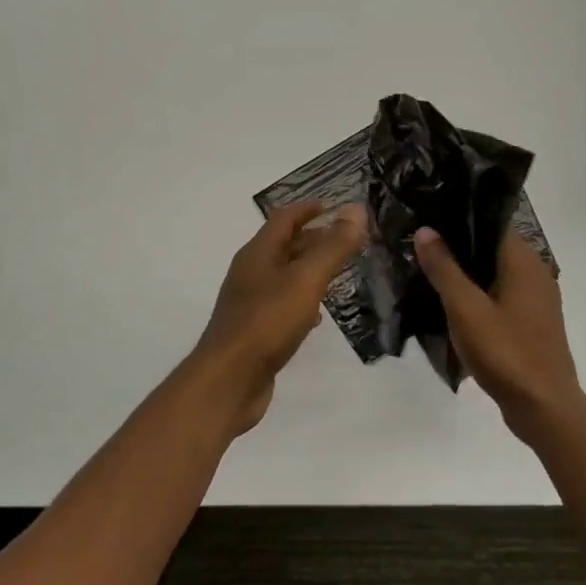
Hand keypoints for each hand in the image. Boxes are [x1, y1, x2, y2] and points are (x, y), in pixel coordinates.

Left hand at [190, 202, 368, 435]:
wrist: (229, 379)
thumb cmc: (267, 322)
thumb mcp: (306, 280)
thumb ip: (333, 247)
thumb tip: (356, 209)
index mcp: (258, 253)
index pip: (284, 218)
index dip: (309, 209)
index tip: (336, 206)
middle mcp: (250, 272)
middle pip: (284, 246)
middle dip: (315, 239)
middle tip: (348, 241)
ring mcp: (250, 302)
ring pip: (284, 276)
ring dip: (310, 270)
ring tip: (339, 273)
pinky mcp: (255, 329)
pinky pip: (282, 304)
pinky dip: (302, 301)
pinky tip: (318, 316)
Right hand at [413, 225, 583, 436]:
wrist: (543, 408)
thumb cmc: (505, 352)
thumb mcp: (466, 309)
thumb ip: (444, 268)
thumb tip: (426, 230)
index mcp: (524, 262)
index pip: (492, 222)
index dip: (461, 217)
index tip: (429, 216)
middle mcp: (536, 273)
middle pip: (493, 247)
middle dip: (459, 245)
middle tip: (420, 243)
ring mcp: (536, 300)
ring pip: (496, 273)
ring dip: (467, 272)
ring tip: (429, 270)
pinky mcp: (531, 322)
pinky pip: (501, 295)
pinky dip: (478, 294)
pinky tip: (452, 304)